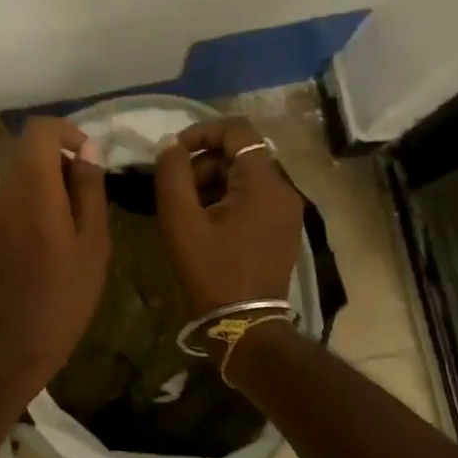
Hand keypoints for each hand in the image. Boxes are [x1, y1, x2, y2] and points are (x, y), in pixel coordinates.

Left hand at [0, 118, 110, 387]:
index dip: (68, 132)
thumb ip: (89, 189)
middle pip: (27, 151)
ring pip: (18, 174)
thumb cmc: (63, 295)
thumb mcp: (93, 242)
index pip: (39, 130)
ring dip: (46, 183)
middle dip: (60, 160)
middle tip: (88, 197)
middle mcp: (2, 190)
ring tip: (73, 222)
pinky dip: (31, 202)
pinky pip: (9, 199)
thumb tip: (88, 150)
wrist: (11, 345)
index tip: (90, 159)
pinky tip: (49, 240)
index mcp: (32, 187)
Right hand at [153, 118, 304, 314]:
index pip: (238, 131)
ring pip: (246, 176)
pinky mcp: (284, 229)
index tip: (174, 152)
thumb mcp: (181, 221)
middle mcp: (283, 190)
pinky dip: (228, 199)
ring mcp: (287, 211)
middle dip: (204, 162)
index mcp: (263, 183)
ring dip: (213, 181)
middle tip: (176, 189)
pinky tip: (206, 224)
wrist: (246, 326)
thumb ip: (172, 174)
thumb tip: (170, 145)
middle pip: (241, 154)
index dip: (202, 132)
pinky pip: (254, 197)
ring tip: (187, 210)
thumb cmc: (211, 271)